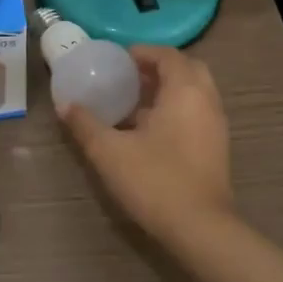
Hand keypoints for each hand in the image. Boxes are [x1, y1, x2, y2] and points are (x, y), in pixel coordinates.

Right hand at [59, 45, 233, 240]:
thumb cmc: (155, 180)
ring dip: (168, 89)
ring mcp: (216, 125)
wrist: (201, 229)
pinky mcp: (217, 148)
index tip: (117, 59)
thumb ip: (85, 124)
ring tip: (134, 102)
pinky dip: (176, 109)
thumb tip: (65, 104)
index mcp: (185, 90)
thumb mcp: (109, 151)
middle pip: (186, 69)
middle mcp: (206, 100)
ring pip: (194, 92)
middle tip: (129, 77)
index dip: (142, 52)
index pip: (168, 55)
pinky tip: (149, 130)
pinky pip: (197, 112)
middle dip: (158, 68)